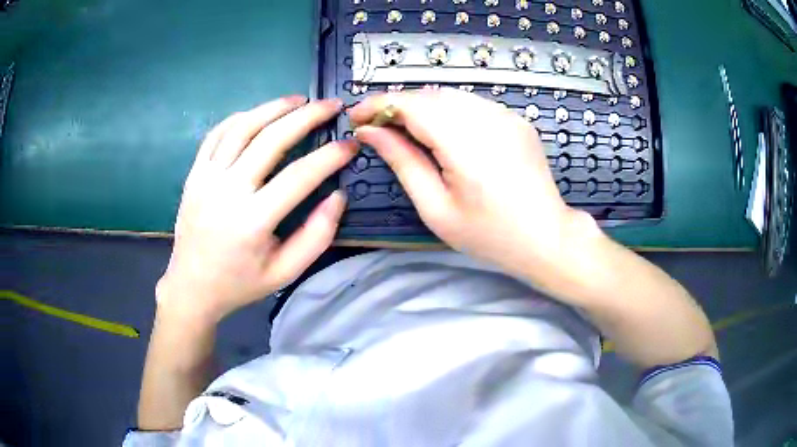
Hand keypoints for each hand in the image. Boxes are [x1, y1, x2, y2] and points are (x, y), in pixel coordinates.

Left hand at [157, 96, 356, 322]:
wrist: (192, 287)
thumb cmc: (241, 283)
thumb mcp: (286, 272)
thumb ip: (317, 236)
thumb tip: (338, 196)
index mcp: (253, 221)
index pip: (299, 176)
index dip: (330, 156)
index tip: (351, 144)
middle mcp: (227, 191)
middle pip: (271, 139)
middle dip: (307, 116)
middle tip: (332, 105)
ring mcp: (206, 178)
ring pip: (243, 127)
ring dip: (274, 107)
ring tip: (299, 100)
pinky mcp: (195, 173)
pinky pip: (217, 133)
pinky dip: (241, 117)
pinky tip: (259, 114)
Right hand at [350, 88, 594, 277]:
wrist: (546, 237)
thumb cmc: (489, 235)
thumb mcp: (436, 208)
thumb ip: (402, 162)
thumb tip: (371, 132)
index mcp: (466, 144)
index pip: (412, 104)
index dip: (379, 105)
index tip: (356, 117)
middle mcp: (489, 119)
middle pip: (430, 95)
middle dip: (398, 106)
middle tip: (377, 128)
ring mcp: (507, 116)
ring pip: (450, 96)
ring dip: (422, 107)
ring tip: (406, 132)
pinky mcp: (517, 119)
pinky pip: (473, 104)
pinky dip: (448, 111)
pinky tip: (443, 133)